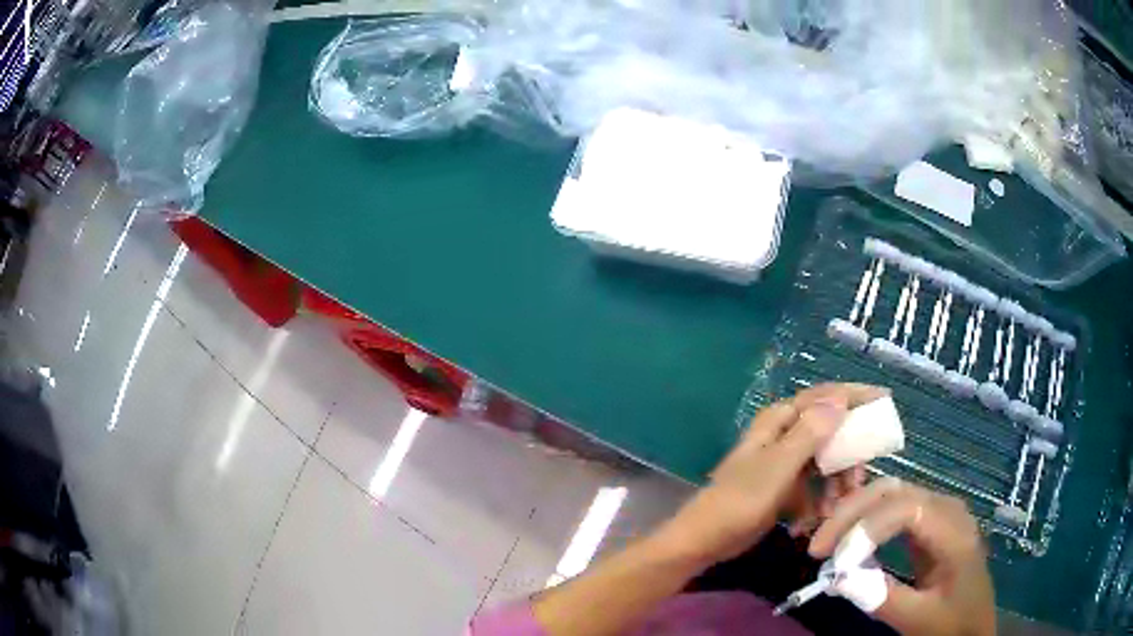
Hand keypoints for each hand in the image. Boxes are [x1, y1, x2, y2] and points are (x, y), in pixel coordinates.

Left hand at [655, 383, 886, 565]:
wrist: (705, 540)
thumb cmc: (739, 501)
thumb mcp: (778, 467)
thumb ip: (809, 434)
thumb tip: (839, 398)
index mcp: (780, 420)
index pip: (825, 397)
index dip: (855, 395)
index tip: (885, 398)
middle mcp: (785, 435)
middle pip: (831, 433)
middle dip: (848, 458)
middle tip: (858, 482)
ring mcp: (785, 462)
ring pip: (826, 463)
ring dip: (834, 486)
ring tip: (834, 510)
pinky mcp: (785, 487)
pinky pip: (814, 487)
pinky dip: (817, 502)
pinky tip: (810, 522)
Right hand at [809, 478, 995, 635]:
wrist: (974, 621)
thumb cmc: (950, 622)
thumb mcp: (917, 618)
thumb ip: (880, 597)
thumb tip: (834, 577)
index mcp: (955, 532)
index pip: (908, 509)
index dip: (867, 528)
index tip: (835, 561)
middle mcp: (948, 509)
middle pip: (896, 491)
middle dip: (852, 513)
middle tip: (816, 546)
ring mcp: (940, 511)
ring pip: (891, 493)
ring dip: (855, 513)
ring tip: (826, 541)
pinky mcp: (929, 521)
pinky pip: (894, 508)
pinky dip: (866, 519)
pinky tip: (848, 538)